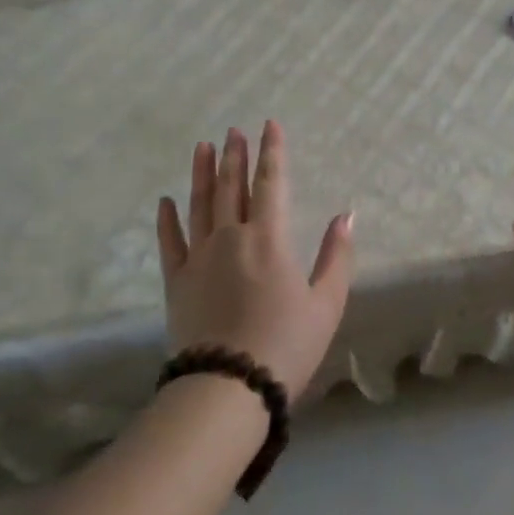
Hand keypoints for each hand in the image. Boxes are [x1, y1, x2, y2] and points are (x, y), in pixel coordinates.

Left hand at [155, 122, 353, 400]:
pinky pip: (170, 242)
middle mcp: (231, 237)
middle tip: (233, 131)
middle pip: (231, 186)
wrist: (227, 389)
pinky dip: (167, 219)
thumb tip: (346, 215)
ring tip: (202, 146)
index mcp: (268, 238)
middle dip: (234, 155)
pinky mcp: (176, 281)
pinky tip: (166, 200)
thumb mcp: (326, 304)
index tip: (269, 125)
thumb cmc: (286, 345)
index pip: (272, 182)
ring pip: (199, 204)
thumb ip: (336, 256)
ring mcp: (199, 257)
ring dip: (201, 173)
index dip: (271, 151)